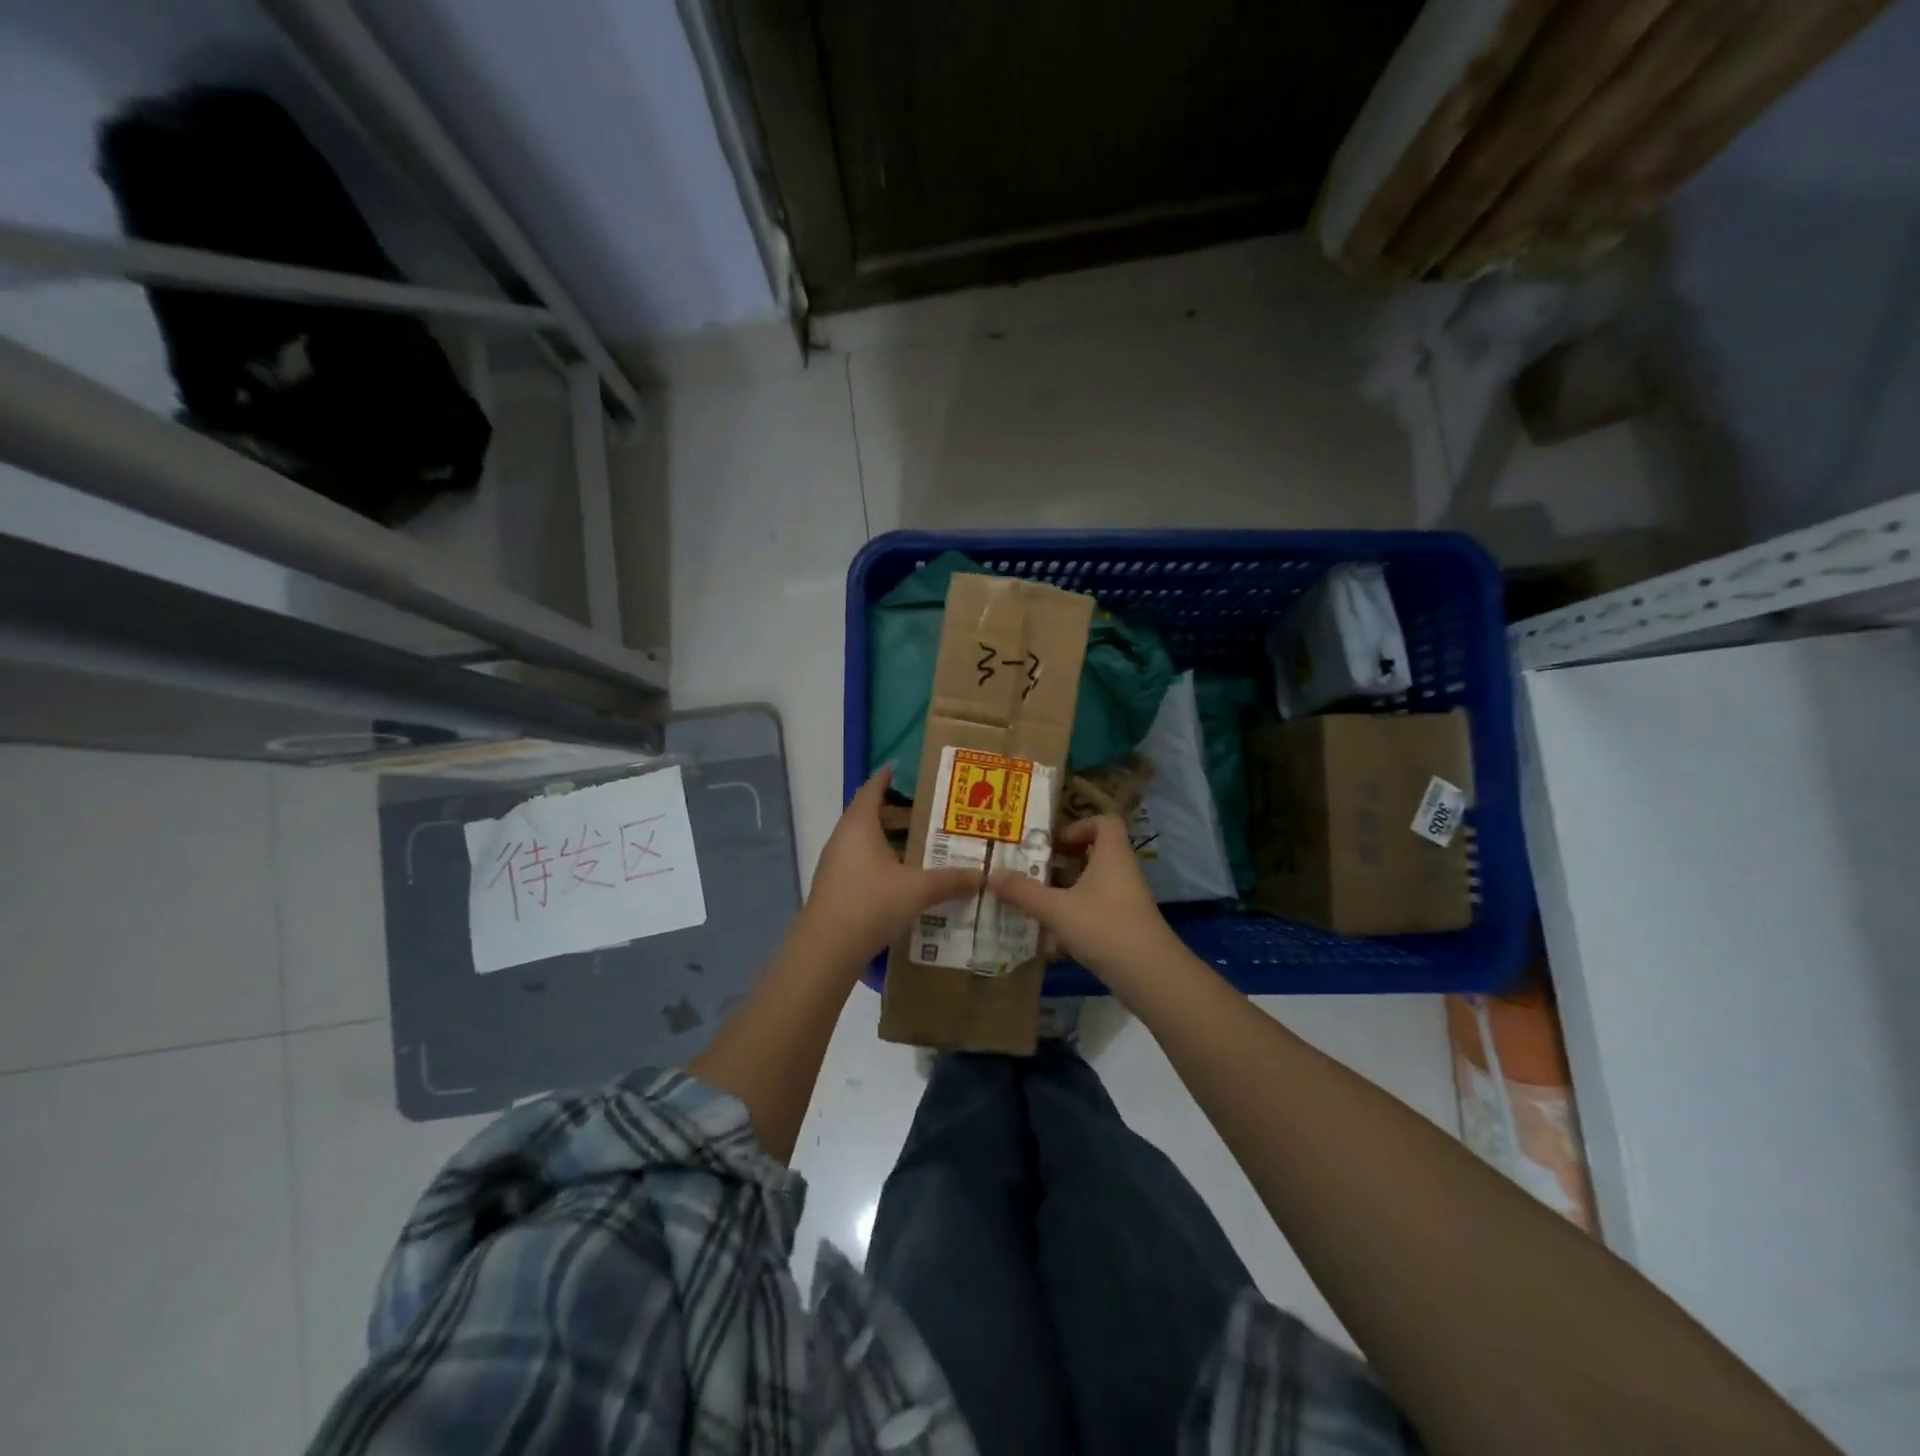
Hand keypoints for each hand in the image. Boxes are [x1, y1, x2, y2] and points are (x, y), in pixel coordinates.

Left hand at [802, 768, 983, 963]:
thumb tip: (982, 876)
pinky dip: (883, 863)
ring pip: (866, 842)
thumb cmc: (871, 903)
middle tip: (930, 818)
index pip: (872, 789)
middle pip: (871, 816)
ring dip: (892, 842)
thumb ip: (950, 880)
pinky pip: (861, 864)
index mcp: (859, 825)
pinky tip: (905, 880)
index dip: (887, 779)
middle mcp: (843, 838)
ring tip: (923, 850)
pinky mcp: (835, 887)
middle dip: (899, 816)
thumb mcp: (918, 889)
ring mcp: (835, 864)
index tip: (902, 771)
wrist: (827, 948)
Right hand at [990, 815, 1178, 982]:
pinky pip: (1095, 904)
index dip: (1077, 826)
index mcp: (1111, 855)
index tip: (1052, 843)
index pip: (1103, 821)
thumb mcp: (1056, 908)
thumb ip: (1023, 891)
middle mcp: (1121, 871)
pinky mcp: (1123, 923)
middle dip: (1062, 858)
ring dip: (1065, 885)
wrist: (1150, 975)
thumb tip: (990, 875)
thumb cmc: (1104, 927)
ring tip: (1034, 896)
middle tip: (1033, 868)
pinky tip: (1051, 926)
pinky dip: (1074, 909)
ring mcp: (1125, 898)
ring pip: (1092, 880)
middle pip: (1093, 851)